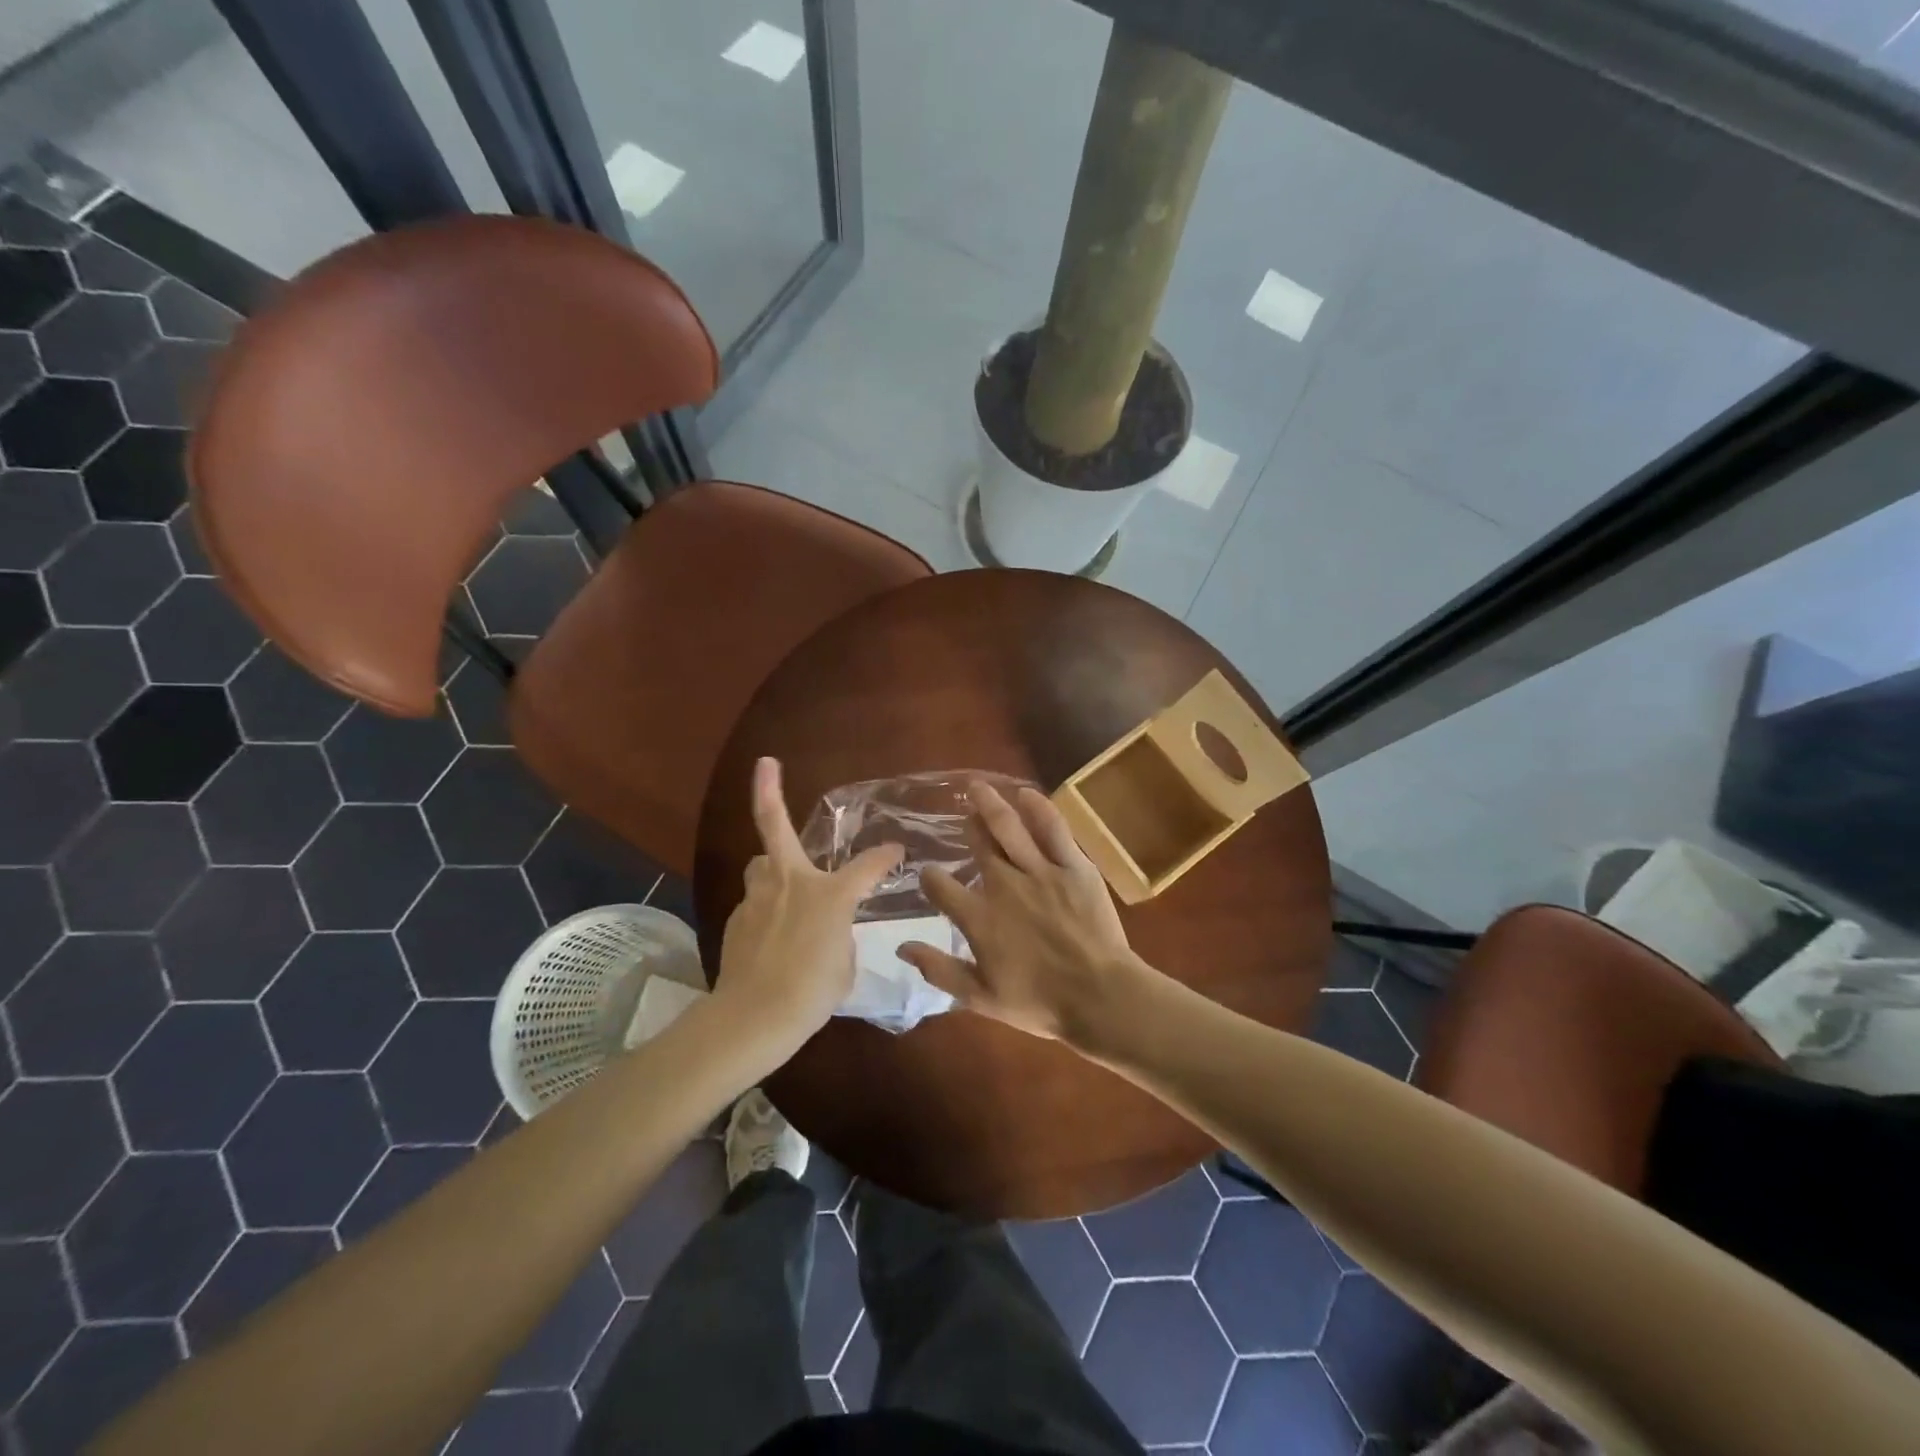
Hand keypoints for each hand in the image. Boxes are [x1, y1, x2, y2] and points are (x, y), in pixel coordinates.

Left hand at [713, 758, 902, 1055]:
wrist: (754, 1017)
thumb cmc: (812, 992)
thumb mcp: (844, 964)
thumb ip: (840, 936)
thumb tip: (827, 930)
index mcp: (829, 894)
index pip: (868, 866)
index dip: (885, 857)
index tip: (896, 851)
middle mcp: (790, 882)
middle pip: (774, 825)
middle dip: (767, 791)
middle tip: (765, 764)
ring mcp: (757, 897)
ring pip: (760, 864)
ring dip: (771, 865)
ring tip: (781, 880)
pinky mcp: (737, 918)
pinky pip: (755, 901)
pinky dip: (765, 908)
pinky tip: (770, 936)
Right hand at [898, 779, 1143, 1043]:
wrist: (1100, 997)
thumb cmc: (1040, 1003)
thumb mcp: (980, 998)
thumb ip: (940, 970)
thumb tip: (902, 946)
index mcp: (979, 918)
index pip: (941, 887)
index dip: (931, 878)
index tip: (930, 876)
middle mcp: (1004, 885)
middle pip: (978, 846)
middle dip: (967, 827)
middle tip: (963, 815)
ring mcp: (1040, 871)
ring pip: (1009, 827)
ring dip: (990, 804)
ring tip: (978, 787)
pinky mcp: (1073, 865)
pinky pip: (1053, 829)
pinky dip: (1038, 807)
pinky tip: (1026, 792)